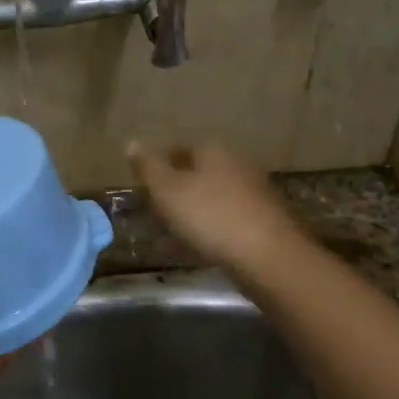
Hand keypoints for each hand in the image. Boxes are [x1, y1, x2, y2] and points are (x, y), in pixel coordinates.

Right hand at [126, 141, 307, 279]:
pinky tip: (194, 249)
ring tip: (169, 235)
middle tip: (153, 213)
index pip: (179, 149)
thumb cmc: (210, 216)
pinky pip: (225, 221)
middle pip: (197, 174)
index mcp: (213, 151)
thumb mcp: (167, 190)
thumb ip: (148, 167)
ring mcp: (253, 193)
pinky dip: (207, 231)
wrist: (267, 256)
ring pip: (211, 199)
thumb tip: (131, 142)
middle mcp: (236, 165)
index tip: (144, 187)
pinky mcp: (262, 221)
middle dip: (176, 191)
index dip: (159, 166)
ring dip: (191, 213)